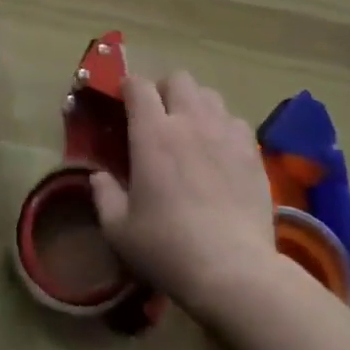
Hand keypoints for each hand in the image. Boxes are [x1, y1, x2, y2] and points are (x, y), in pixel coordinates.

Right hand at [89, 72, 275, 317]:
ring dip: (196, 104)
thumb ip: (104, 195)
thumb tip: (97, 175)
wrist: (233, 270)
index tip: (124, 102)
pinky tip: (221, 149)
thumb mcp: (119, 230)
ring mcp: (225, 133)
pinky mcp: (252, 151)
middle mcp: (189, 121)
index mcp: (152, 133)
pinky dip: (224, 126)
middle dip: (165, 89)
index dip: (129, 88)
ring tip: (192, 129)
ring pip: (210, 94)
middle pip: (178, 79)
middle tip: (159, 116)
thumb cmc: (168, 248)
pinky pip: (236, 121)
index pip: (138, 86)